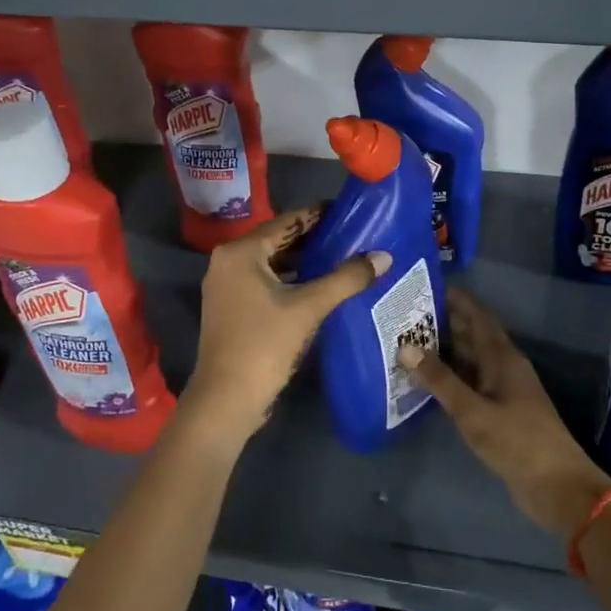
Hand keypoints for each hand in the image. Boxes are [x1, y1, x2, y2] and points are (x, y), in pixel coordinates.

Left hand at [183, 206, 388, 445]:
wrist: (227, 399)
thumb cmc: (264, 344)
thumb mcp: (309, 307)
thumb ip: (347, 278)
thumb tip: (384, 256)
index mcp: (240, 252)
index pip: (286, 222)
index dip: (317, 215)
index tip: (348, 211)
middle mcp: (227, 261)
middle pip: (277, 240)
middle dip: (313, 238)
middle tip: (352, 234)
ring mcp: (226, 286)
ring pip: (271, 263)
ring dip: (303, 260)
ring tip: (342, 257)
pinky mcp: (231, 308)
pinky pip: (265, 281)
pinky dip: (290, 279)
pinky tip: (319, 285)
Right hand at [400, 287, 610, 540]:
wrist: (557, 487)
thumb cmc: (517, 441)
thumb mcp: (473, 411)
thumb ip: (440, 379)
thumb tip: (405, 346)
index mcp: (503, 357)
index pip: (477, 315)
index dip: (456, 298)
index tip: (425, 285)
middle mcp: (503, 366)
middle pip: (471, 335)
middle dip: (443, 322)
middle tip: (404, 314)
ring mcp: (502, 390)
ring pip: (469, 360)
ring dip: (444, 350)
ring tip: (407, 342)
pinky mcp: (499, 412)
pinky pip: (470, 384)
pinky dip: (449, 377)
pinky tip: (426, 381)